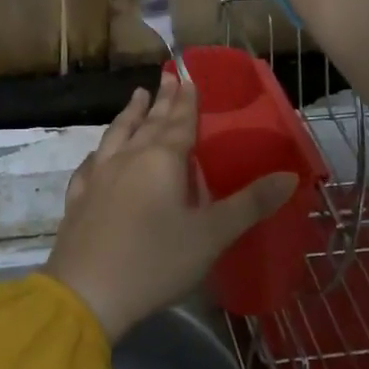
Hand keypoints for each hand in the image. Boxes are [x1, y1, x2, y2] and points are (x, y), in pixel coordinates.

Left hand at [44, 72, 297, 339]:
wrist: (87, 291)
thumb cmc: (156, 260)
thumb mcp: (212, 235)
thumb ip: (250, 204)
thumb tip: (290, 176)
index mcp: (162, 160)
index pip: (179, 122)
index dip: (187, 101)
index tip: (188, 77)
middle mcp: (129, 158)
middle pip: (148, 122)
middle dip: (161, 100)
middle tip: (167, 77)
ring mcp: (99, 176)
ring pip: (117, 135)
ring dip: (129, 114)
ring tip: (136, 97)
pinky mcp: (79, 198)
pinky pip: (91, 165)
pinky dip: (100, 153)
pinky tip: (98, 155)